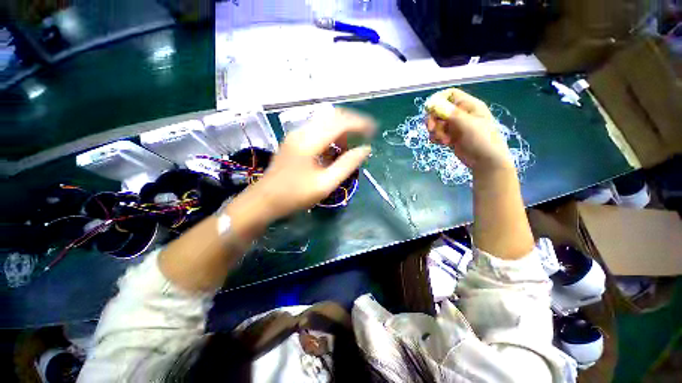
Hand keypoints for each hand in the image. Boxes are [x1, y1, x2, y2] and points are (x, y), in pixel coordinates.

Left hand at [241, 108, 374, 221]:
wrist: (263, 201)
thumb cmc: (294, 196)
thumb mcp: (325, 184)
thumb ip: (347, 165)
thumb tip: (365, 149)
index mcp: (310, 141)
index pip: (341, 122)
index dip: (360, 124)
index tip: (374, 131)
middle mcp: (302, 131)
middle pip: (333, 117)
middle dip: (352, 124)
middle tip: (365, 136)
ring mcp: (295, 135)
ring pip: (324, 123)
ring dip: (341, 132)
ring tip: (348, 149)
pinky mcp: (293, 141)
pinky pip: (317, 131)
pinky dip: (330, 137)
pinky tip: (333, 151)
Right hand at [425, 88, 512, 171]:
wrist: (486, 161)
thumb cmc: (482, 139)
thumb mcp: (468, 125)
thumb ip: (451, 113)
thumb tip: (434, 103)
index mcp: (468, 106)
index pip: (450, 95)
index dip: (438, 100)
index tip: (429, 110)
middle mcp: (461, 114)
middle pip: (439, 110)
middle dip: (433, 119)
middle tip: (431, 129)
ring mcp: (455, 126)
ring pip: (437, 123)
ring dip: (435, 131)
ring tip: (443, 140)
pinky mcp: (451, 137)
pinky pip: (438, 133)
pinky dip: (436, 138)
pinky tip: (442, 144)